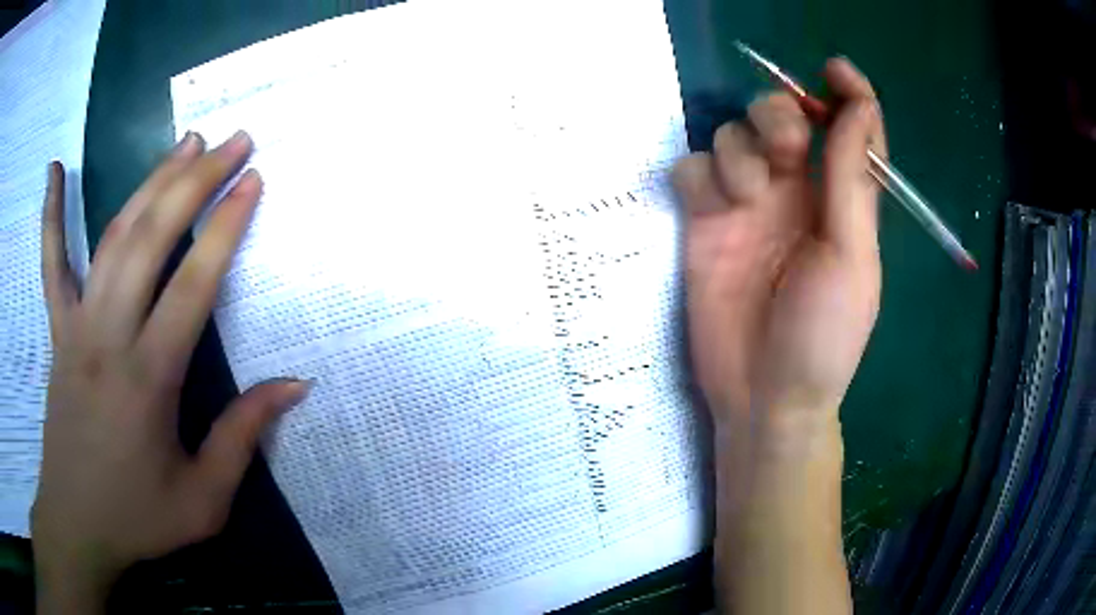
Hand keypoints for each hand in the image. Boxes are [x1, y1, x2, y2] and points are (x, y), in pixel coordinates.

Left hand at [33, 132, 307, 610]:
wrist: (77, 523)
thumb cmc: (139, 518)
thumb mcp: (203, 499)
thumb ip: (242, 437)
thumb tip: (294, 384)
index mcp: (148, 378)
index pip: (192, 284)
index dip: (225, 226)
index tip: (253, 180)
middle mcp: (109, 335)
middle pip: (152, 238)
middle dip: (195, 180)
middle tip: (233, 140)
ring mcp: (76, 325)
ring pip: (113, 236)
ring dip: (151, 181)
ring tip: (185, 142)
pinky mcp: (58, 329)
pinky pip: (52, 263)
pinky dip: (52, 214)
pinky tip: (54, 170)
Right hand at [673, 59, 884, 431]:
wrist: (763, 396)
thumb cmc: (822, 337)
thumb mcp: (852, 257)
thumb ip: (851, 179)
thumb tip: (856, 106)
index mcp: (839, 198)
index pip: (850, 128)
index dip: (848, 92)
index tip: (835, 70)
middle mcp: (794, 191)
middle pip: (780, 113)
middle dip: (778, 117)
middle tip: (783, 154)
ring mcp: (746, 204)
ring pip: (731, 133)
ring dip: (737, 152)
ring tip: (744, 200)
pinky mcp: (703, 222)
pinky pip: (693, 169)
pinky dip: (699, 175)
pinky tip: (708, 208)